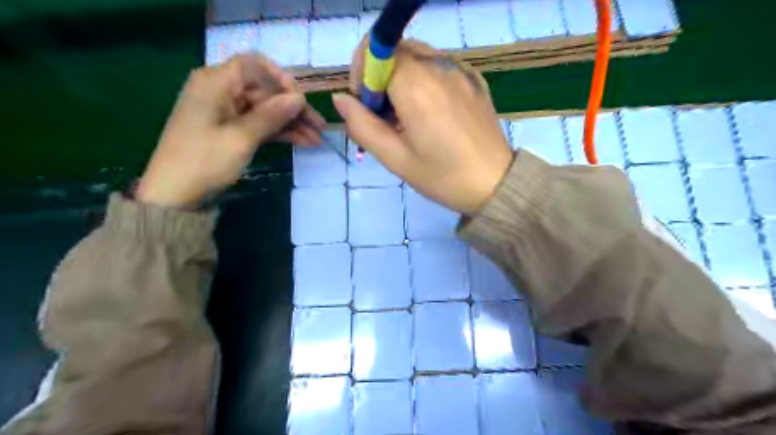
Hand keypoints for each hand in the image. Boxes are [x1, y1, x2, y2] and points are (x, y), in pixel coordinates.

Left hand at [136, 51, 324, 207]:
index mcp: (216, 82)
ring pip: (266, 109)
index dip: (281, 79)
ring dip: (291, 123)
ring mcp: (227, 111)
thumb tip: (299, 98)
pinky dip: (280, 132)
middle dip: (293, 108)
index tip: (301, 100)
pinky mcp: (232, 129)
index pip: (254, 65)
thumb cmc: (204, 161)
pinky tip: (302, 142)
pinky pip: (261, 124)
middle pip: (265, 90)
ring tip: (317, 139)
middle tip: (319, 127)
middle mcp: (221, 91)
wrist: (175, 195)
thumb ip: (271, 115)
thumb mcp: (241, 138)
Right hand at [332, 40, 509, 214]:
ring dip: (402, 77)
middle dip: (380, 74)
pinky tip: (432, 113)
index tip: (366, 104)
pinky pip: (440, 67)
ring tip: (408, 115)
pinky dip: (425, 80)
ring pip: (418, 56)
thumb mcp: (395, 158)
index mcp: (417, 86)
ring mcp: (461, 71)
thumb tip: (341, 99)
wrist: (495, 184)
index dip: (362, 72)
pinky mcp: (474, 79)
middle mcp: (440, 67)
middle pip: (396, 49)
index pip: (376, 49)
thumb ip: (362, 125)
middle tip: (385, 114)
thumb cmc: (442, 177)